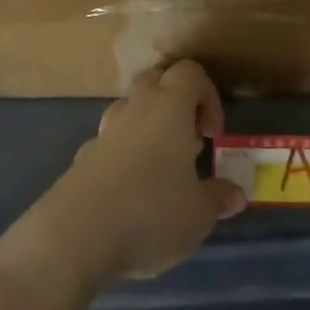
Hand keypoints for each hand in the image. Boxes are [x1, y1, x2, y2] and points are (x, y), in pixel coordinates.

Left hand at [16, 61, 246, 288]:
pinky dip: (124, 156)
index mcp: (168, 107)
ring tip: (161, 170)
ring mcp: (103, 132)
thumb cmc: (150, 213)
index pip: (190, 73)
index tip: (212, 135)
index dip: (208, 96)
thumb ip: (218, 198)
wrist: (74, 237)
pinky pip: (109, 143)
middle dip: (177, 105)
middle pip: (157, 82)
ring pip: (130, 111)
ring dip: (149, 128)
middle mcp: (134, 108)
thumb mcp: (198, 214)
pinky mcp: (81, 158)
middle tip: (189, 145)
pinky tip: (130, 193)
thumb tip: (235, 194)